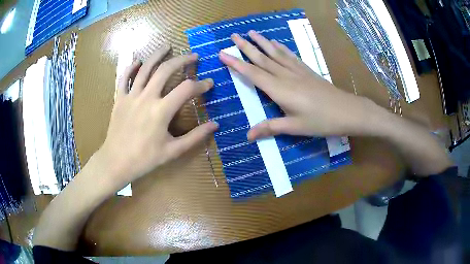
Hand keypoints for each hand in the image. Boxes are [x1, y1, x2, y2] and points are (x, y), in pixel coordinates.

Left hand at [97, 46, 217, 183]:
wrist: (116, 162)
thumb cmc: (145, 159)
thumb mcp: (173, 151)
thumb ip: (195, 137)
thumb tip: (215, 125)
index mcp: (161, 110)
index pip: (187, 89)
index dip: (201, 84)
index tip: (209, 83)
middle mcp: (147, 97)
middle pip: (166, 69)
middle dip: (183, 60)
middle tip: (193, 56)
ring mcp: (131, 96)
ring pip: (145, 68)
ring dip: (158, 54)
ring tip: (167, 46)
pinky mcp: (120, 98)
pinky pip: (124, 78)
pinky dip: (131, 67)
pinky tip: (138, 61)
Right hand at [219, 31, 375, 140]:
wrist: (347, 111)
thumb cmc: (321, 122)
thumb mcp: (295, 128)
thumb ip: (271, 128)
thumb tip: (248, 136)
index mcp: (280, 90)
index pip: (253, 74)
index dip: (236, 64)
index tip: (222, 53)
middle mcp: (286, 76)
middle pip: (262, 59)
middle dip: (246, 47)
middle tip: (233, 35)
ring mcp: (297, 71)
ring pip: (275, 53)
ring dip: (262, 42)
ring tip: (251, 32)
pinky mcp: (307, 71)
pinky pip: (290, 56)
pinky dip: (281, 48)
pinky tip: (276, 42)